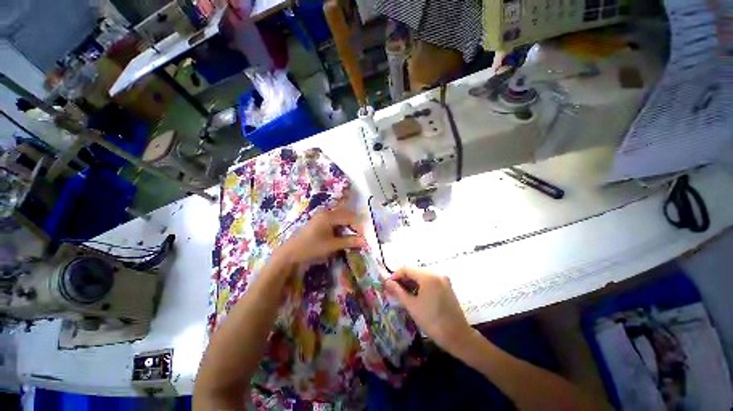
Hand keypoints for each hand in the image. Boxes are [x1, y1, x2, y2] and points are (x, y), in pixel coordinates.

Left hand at [276, 192, 364, 265]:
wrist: (291, 253)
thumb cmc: (311, 247)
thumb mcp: (332, 245)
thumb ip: (349, 241)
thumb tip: (364, 241)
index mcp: (329, 215)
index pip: (350, 217)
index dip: (359, 227)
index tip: (364, 237)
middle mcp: (326, 212)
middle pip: (346, 214)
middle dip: (355, 225)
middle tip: (360, 236)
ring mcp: (322, 215)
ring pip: (341, 217)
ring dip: (349, 225)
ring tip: (353, 236)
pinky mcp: (320, 220)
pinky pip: (335, 220)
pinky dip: (342, 226)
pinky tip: (343, 234)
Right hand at [385, 267, 472, 354]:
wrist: (457, 336)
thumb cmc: (432, 321)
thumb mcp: (412, 306)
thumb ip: (398, 291)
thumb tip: (386, 282)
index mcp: (428, 276)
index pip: (407, 269)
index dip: (396, 275)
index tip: (388, 284)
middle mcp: (436, 273)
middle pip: (415, 271)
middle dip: (403, 279)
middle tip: (394, 290)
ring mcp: (443, 279)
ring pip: (422, 276)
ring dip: (411, 282)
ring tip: (403, 293)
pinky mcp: (446, 285)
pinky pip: (430, 280)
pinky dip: (421, 285)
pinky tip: (415, 294)